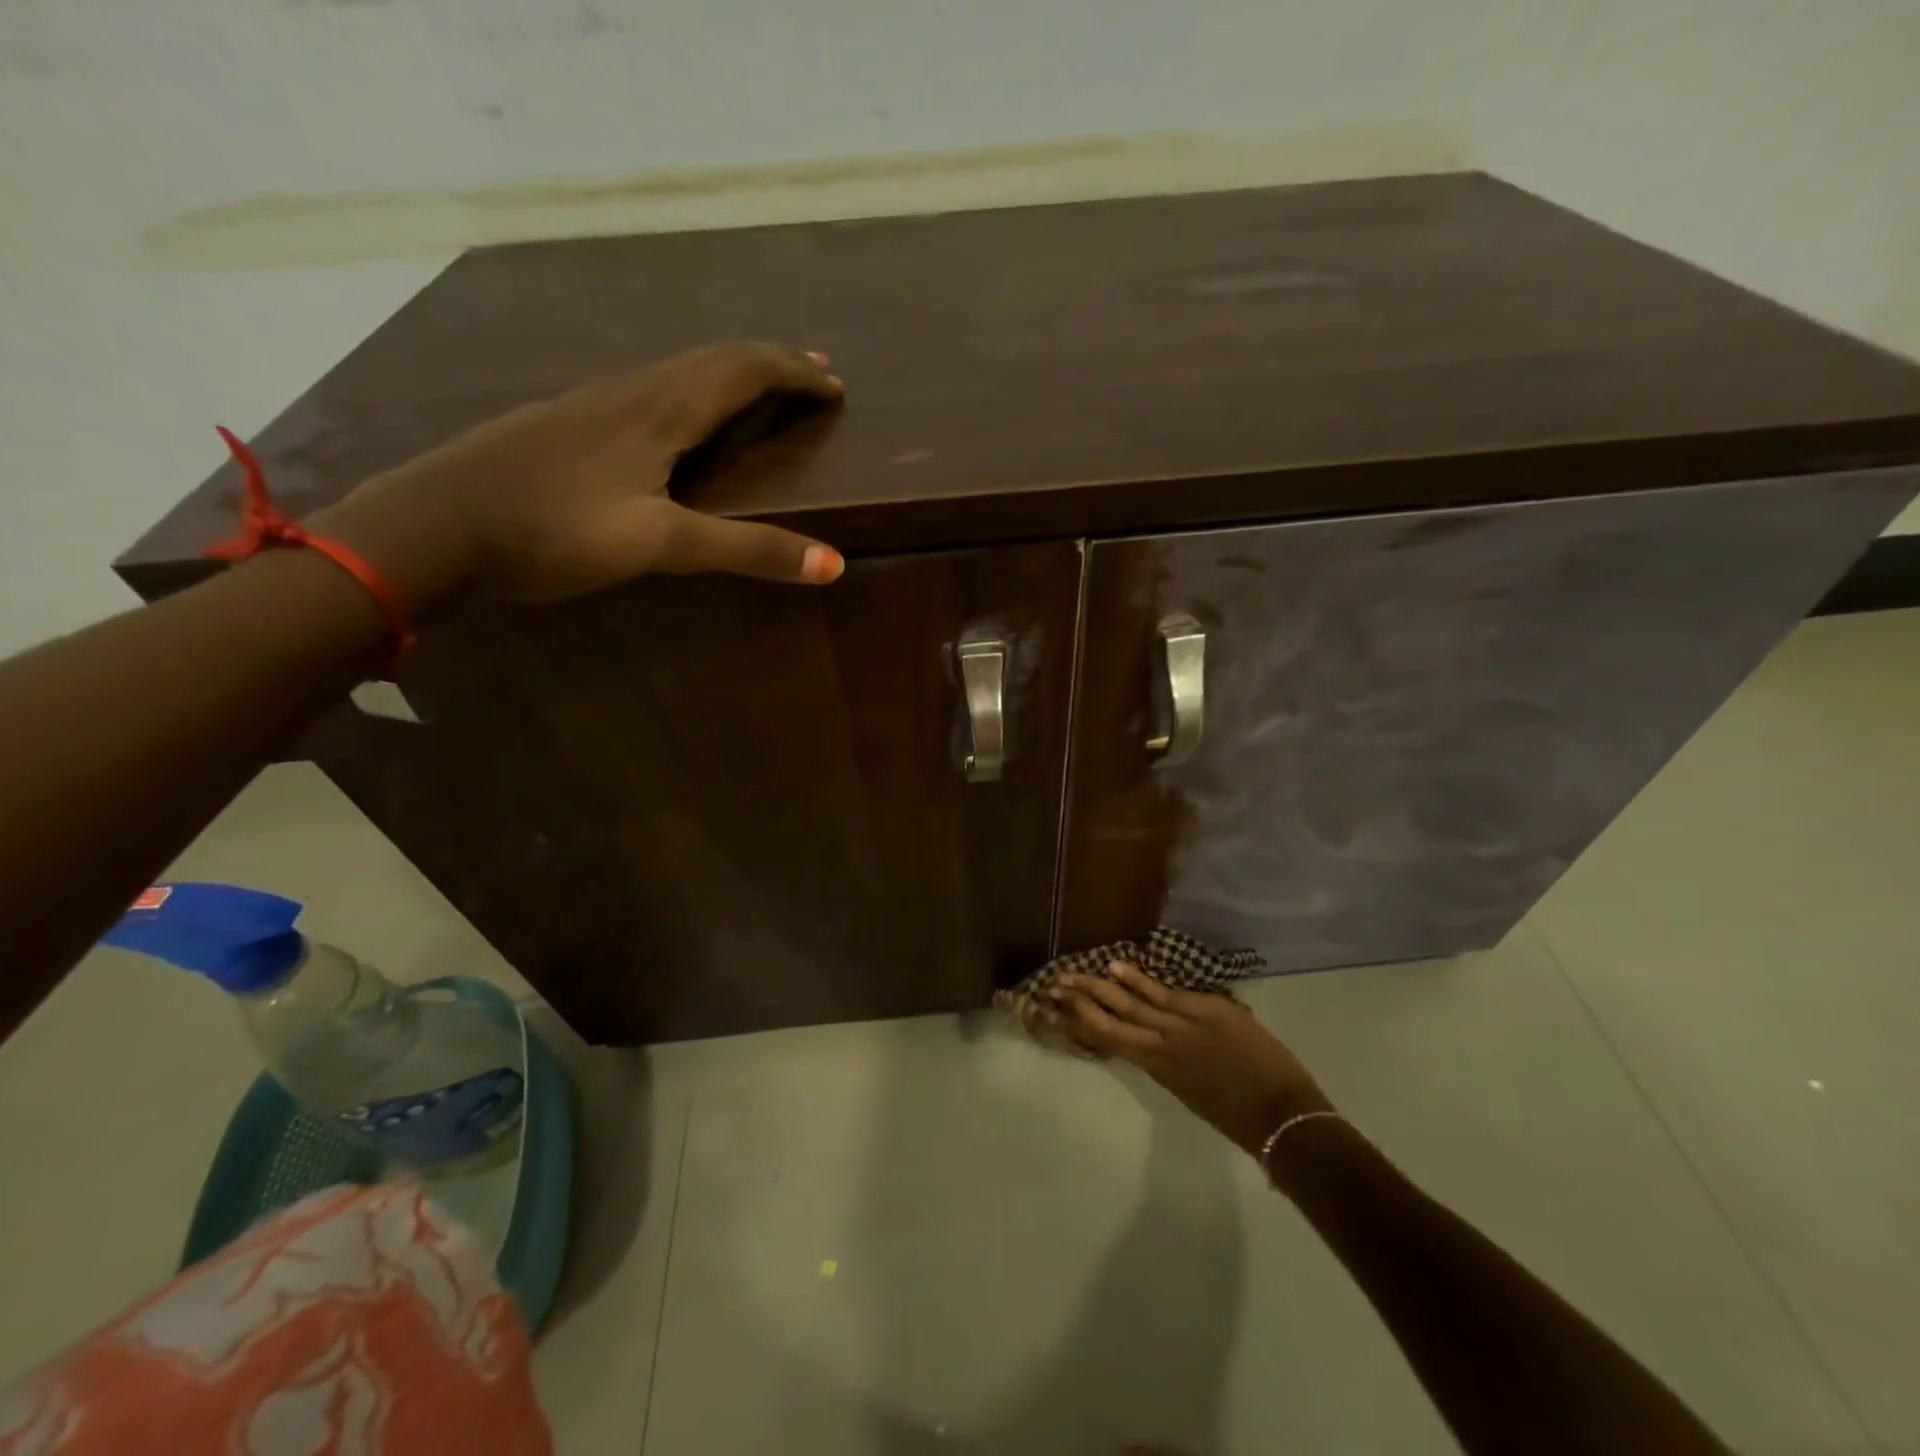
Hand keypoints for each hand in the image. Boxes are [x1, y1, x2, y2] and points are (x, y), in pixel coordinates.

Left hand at [309, 342, 846, 611]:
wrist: (433, 525)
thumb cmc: (554, 530)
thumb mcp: (660, 544)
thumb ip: (746, 550)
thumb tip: (834, 563)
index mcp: (660, 410)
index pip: (743, 371)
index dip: (794, 373)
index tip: (835, 385)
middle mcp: (631, 393)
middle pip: (712, 360)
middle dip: (769, 364)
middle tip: (810, 374)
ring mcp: (592, 405)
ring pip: (677, 373)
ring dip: (728, 376)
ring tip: (758, 391)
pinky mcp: (567, 425)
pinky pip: (648, 393)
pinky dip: (690, 395)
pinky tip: (678, 422)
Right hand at [1052, 962, 1333, 1154]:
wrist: (1283, 1118)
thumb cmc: (1242, 1114)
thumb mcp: (1195, 1090)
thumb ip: (1174, 1062)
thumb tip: (1160, 1038)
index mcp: (1160, 1070)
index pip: (1112, 1042)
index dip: (1085, 1025)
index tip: (1062, 1009)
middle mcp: (1161, 1047)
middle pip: (1112, 1020)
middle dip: (1082, 1002)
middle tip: (1055, 985)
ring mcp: (1182, 1026)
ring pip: (1132, 1004)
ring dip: (1099, 987)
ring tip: (1073, 974)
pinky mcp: (1206, 1011)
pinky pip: (1165, 993)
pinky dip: (1138, 980)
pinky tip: (1117, 967)